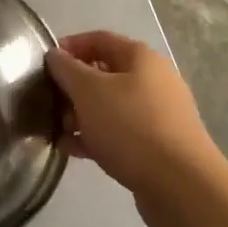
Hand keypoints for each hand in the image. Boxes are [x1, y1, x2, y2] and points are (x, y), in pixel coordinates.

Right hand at [46, 31, 219, 226]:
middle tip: (49, 100)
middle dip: (73, 86)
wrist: (182, 187)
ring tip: (58, 130)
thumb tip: (55, 55)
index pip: (99, 39)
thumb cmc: (131, 126)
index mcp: (140, 58)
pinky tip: (72, 149)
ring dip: (81, 114)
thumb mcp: (88, 90)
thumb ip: (66, 69)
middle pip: (104, 74)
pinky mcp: (157, 146)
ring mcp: (158, 115)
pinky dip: (96, 136)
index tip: (45, 64)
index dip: (70, 46)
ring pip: (110, 106)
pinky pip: (119, 132)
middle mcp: (153, 80)